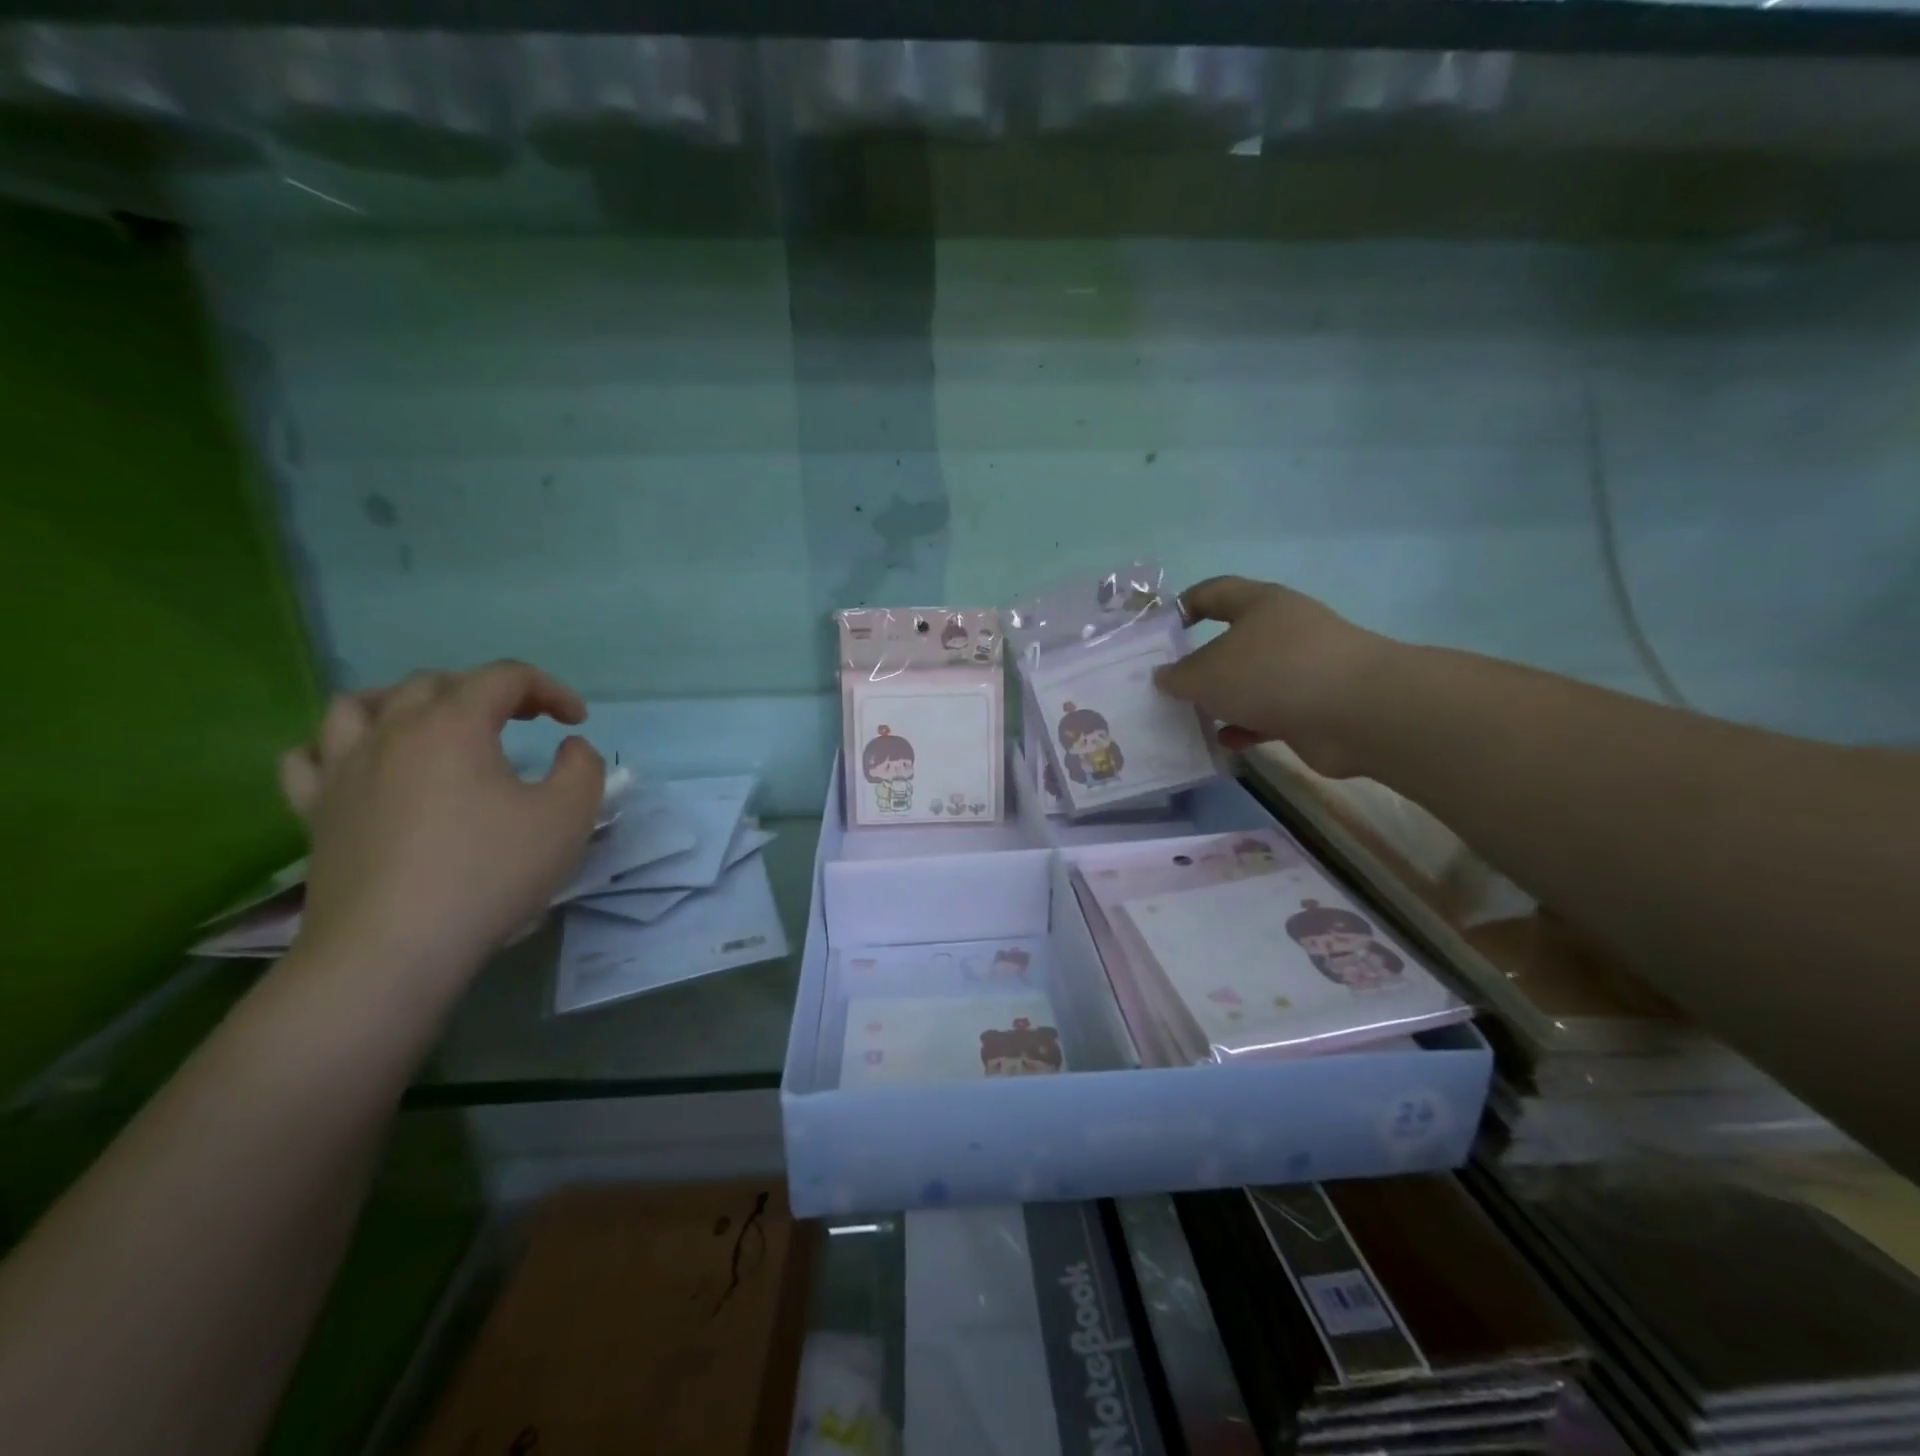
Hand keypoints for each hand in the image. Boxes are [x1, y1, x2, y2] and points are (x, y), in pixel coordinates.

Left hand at [278, 661, 604, 980]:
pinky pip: (311, 756)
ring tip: (434, 726)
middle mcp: (392, 730)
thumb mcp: (568, 816)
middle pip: (438, 682)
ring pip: (362, 704)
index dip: (550, 690)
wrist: (394, 948)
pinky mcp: (315, 810)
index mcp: (454, 724)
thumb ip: (583, 768)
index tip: (576, 724)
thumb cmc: (490, 873)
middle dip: (489, 691)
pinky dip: (340, 746)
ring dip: (407, 702)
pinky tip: (365, 764)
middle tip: (523, 721)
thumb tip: (570, 748)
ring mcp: (343, 768)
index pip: (506, 677)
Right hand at [1154, 576, 1401, 777]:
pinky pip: (1268, 714)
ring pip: (1249, 682)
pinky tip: (1224, 742)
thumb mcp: (1207, 673)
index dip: (1182, 606)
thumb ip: (1178, 676)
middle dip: (1199, 665)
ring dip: (1221, 701)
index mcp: (1259, 604)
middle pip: (1230, 642)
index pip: (1213, 592)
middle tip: (1166, 687)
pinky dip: (1245, 727)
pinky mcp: (1313, 706)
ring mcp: (1301, 668)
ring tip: (1189, 719)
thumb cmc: (1272, 673)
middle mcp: (1282, 630)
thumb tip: (1164, 677)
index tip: (1157, 632)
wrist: (1356, 712)